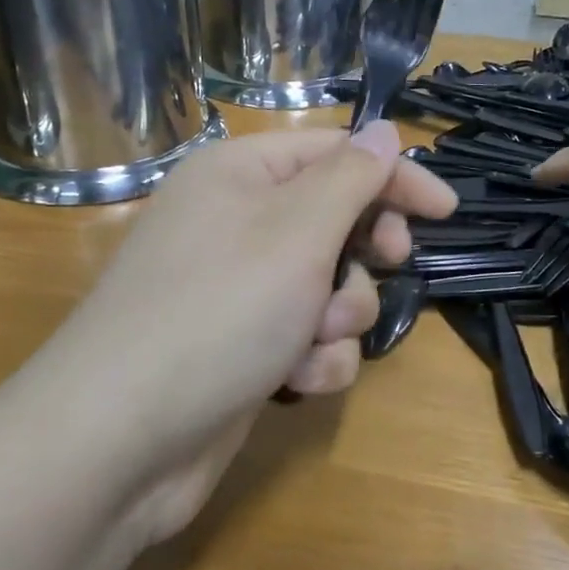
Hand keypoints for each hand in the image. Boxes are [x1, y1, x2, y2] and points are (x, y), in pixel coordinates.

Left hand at [32, 120, 455, 540]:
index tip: (447, 212)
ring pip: (329, 286)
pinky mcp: (243, 346)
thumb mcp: (297, 231)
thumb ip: (351, 177)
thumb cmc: (219, 311)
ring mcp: (238, 290)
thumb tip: (383, 130)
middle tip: (386, 263)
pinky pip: (307, 338)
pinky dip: (313, 359)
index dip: (394, 176)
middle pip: (335, 219)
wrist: (121, 440)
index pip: (335, 154)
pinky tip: (294, 381)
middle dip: (363, 255)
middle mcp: (236, 223)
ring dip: (339, 316)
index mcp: (240, 174)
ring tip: (312, 340)